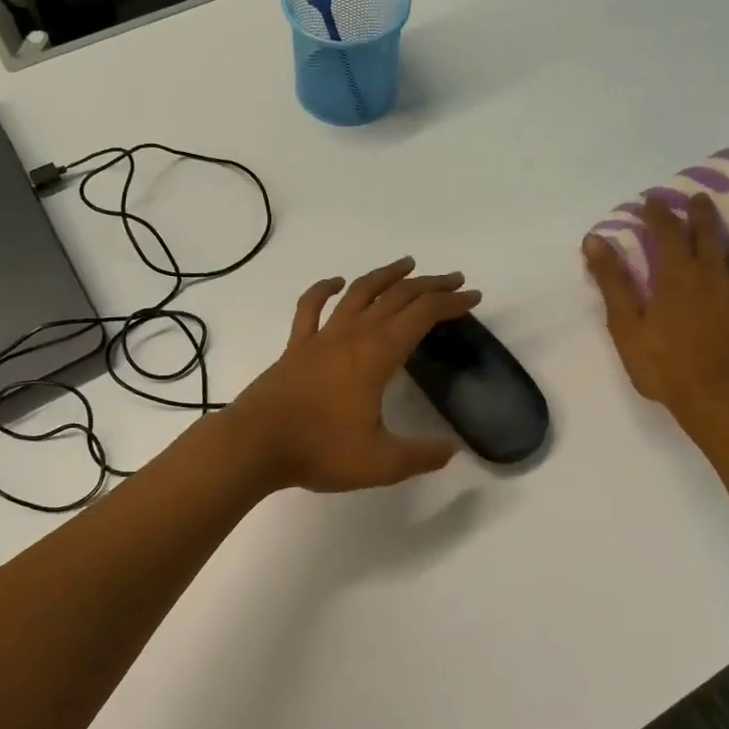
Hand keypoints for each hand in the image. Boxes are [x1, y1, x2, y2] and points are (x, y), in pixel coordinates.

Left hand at [230, 257, 481, 491]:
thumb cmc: (320, 449)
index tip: (473, 297)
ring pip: (359, 292)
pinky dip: (324, 289)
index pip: (422, 315)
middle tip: (453, 280)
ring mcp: (322, 336)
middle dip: (429, 285)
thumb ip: (421, 455)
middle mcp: (353, 334)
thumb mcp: (381, 462)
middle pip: (397, 296)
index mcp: (378, 354)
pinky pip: (311, 307)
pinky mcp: (297, 346)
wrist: (255, 444)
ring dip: (386, 275)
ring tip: (407, 265)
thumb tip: (451, 450)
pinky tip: (335, 281)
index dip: (451, 303)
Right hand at [583, 195, 728, 445]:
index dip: (658, 212)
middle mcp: (715, 273)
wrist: (721, 401)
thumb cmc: (665, 365)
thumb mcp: (626, 326)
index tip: (651, 201)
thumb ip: (613, 281)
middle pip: (709, 233)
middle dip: (701, 213)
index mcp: (678, 274)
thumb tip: (595, 239)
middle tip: (698, 199)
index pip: (667, 230)